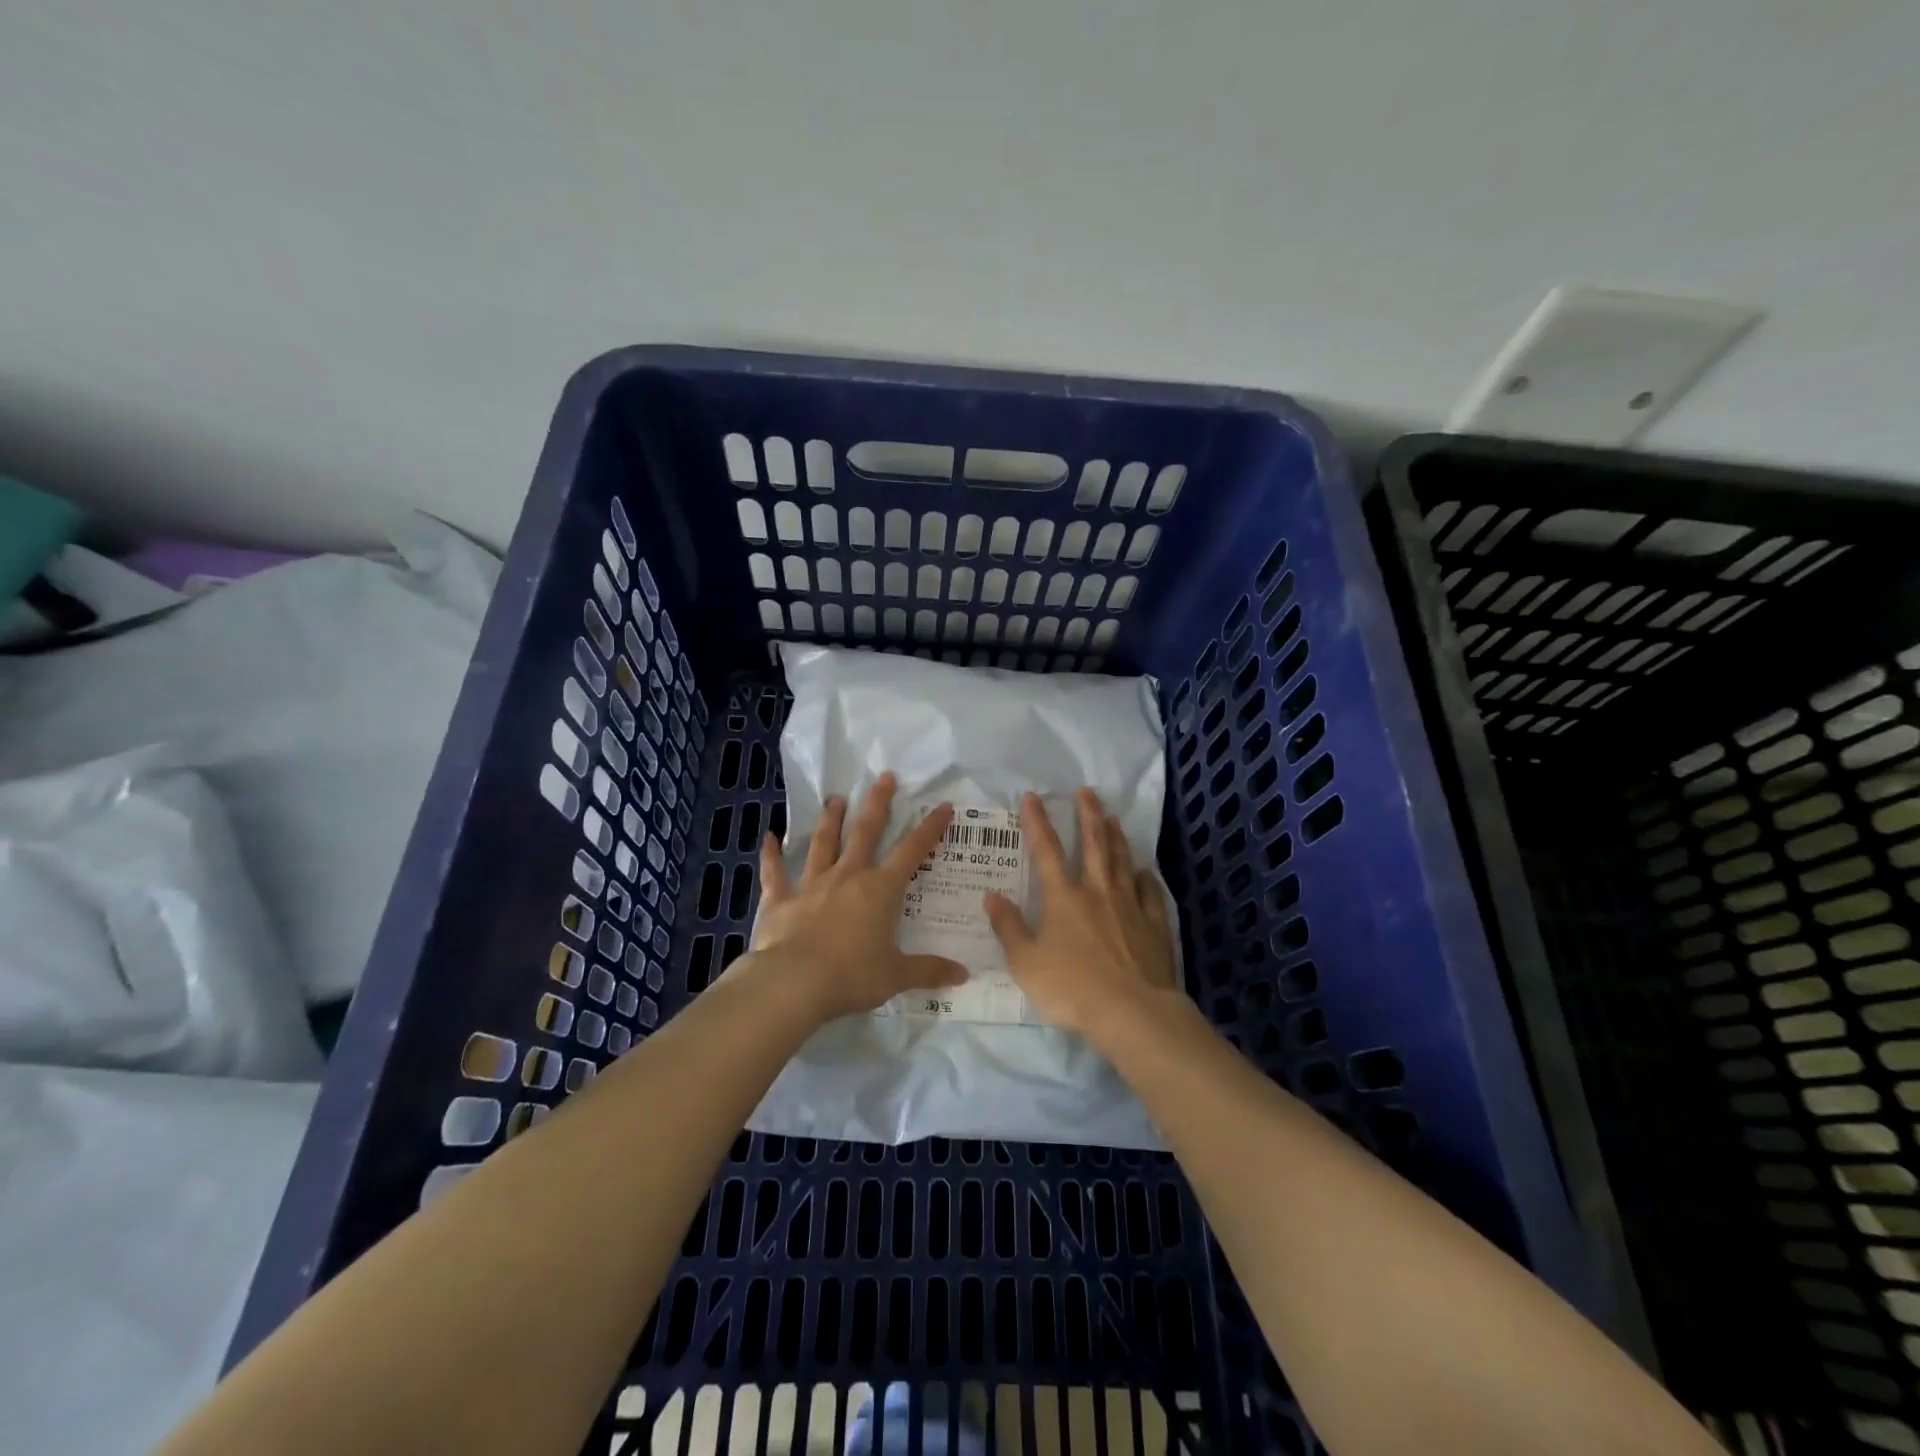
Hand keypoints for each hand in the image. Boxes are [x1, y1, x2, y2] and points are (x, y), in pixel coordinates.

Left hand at [747, 772, 967, 1023]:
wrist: (794, 983)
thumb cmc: (852, 976)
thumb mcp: (896, 975)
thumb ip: (928, 971)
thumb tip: (963, 975)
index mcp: (880, 890)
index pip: (912, 851)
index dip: (929, 828)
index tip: (942, 806)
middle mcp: (848, 877)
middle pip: (865, 832)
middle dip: (877, 804)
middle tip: (883, 778)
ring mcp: (812, 885)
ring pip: (823, 844)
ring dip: (829, 820)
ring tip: (834, 799)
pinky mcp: (780, 901)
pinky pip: (775, 873)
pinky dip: (771, 855)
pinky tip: (767, 838)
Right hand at [985, 788, 1178, 1044]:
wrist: (1131, 1012)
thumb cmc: (1071, 988)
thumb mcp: (1025, 963)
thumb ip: (1009, 928)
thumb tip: (992, 896)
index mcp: (1064, 898)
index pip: (1047, 851)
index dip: (1038, 822)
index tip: (1033, 797)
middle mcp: (1098, 893)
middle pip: (1094, 846)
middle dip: (1088, 816)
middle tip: (1088, 792)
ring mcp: (1130, 907)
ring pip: (1123, 863)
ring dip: (1117, 838)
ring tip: (1114, 818)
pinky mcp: (1154, 926)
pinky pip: (1151, 894)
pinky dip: (1146, 879)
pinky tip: (1145, 871)